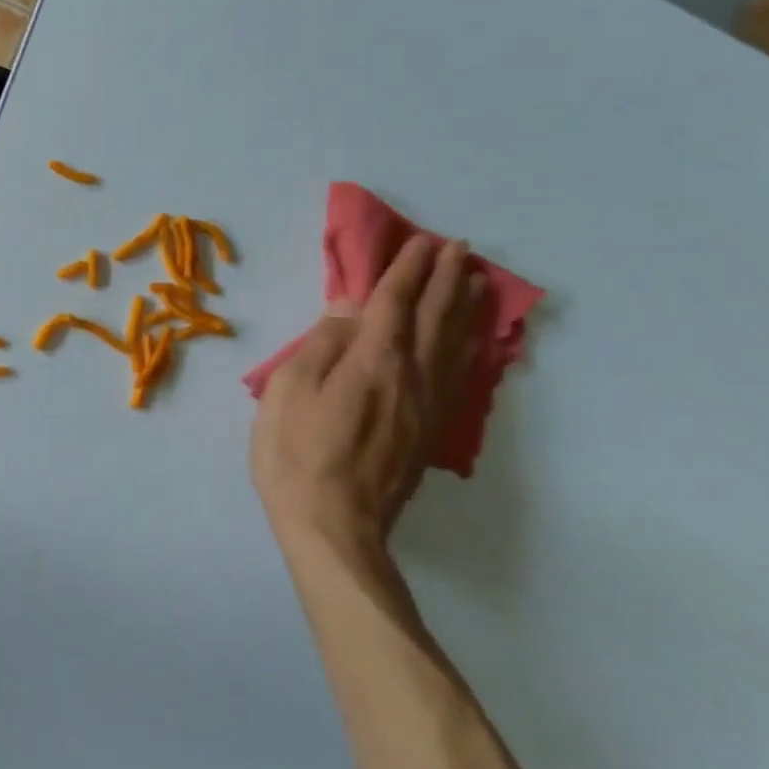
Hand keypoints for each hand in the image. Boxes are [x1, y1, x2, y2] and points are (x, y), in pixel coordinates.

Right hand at [250, 235, 481, 572]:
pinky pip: (458, 376)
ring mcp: (427, 406)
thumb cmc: (297, 455)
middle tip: (459, 248)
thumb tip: (349, 305)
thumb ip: (323, 343)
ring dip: (467, 308)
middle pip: (436, 317)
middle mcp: (411, 376)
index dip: (407, 269)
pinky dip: (469, 348)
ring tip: (478, 282)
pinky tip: (471, 343)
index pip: (395, 301)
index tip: (422, 241)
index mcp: (373, 360)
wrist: (334, 528)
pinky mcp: (430, 432)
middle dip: (447, 279)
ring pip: (456, 345)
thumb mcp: (290, 391)